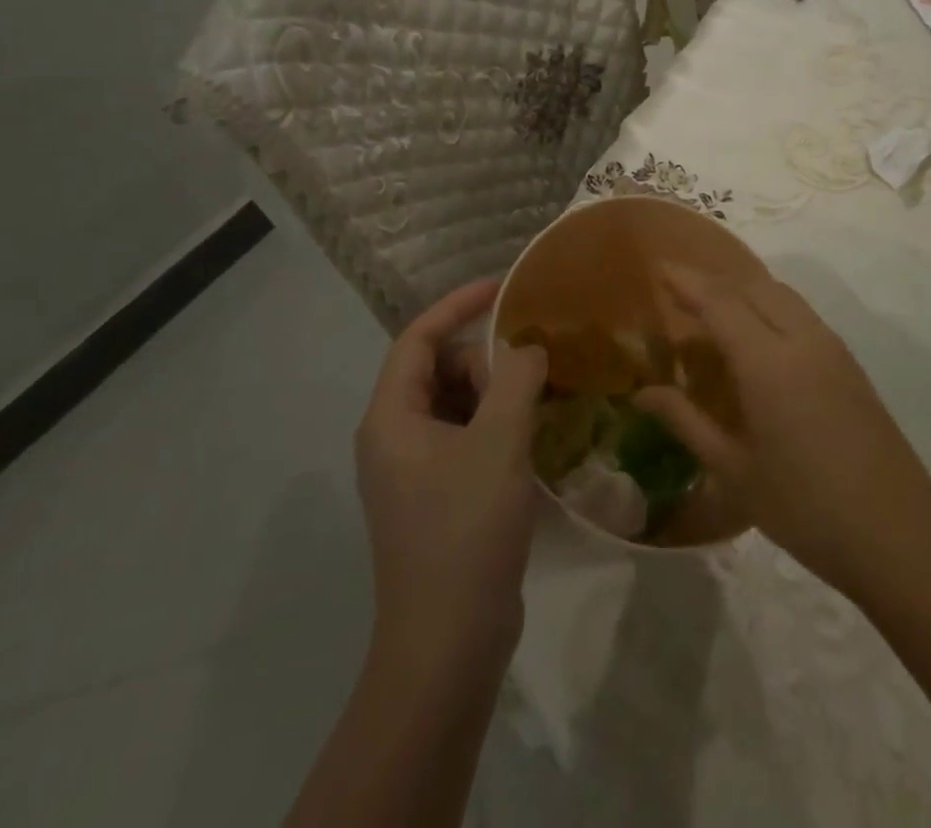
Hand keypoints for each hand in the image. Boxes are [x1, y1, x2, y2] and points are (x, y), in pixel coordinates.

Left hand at [354, 279, 547, 654]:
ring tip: (539, 401)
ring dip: (496, 394)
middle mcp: (394, 438)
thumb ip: (515, 379)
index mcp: (391, 418)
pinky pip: (467, 438)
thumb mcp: (499, 442)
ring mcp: (415, 472)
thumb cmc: (465, 531)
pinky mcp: (438, 498)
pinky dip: (497, 425)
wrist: (448, 643)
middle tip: (530, 375)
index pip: (417, 338)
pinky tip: (533, 439)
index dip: (458, 305)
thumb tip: (526, 349)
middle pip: (439, 370)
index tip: (502, 287)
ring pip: (456, 405)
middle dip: (485, 360)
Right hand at [636, 267, 930, 599]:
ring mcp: (832, 347)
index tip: (659, 267)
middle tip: (678, 288)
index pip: (720, 302)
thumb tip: (643, 393)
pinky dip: (769, 305)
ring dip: (744, 289)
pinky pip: (801, 313)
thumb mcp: (735, 472)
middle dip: (713, 280)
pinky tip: (756, 333)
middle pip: (752, 286)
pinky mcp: (849, 362)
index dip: (687, 281)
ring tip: (712, 306)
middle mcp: (802, 340)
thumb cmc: (805, 509)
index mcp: (769, 363)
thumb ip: (686, 422)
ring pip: (781, 294)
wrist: (897, 533)